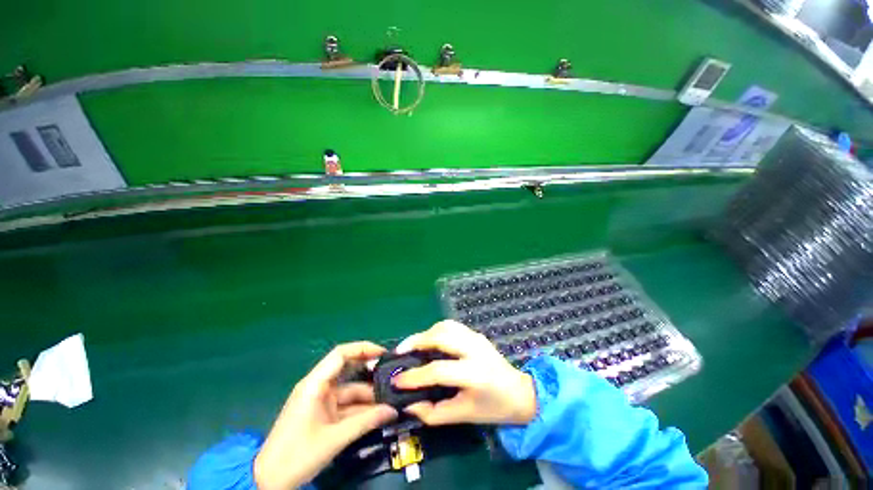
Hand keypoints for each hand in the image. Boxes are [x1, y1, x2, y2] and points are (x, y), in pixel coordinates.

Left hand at [254, 342, 397, 489]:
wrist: (269, 482)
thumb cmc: (297, 456)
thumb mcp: (334, 439)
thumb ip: (366, 422)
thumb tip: (393, 410)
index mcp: (315, 384)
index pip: (341, 354)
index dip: (363, 349)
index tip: (382, 353)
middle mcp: (318, 387)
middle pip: (347, 368)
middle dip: (369, 369)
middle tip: (391, 372)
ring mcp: (321, 400)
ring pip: (350, 389)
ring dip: (368, 393)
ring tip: (390, 396)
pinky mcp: (323, 413)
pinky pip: (346, 404)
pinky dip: (361, 407)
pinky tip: (378, 411)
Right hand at [393, 320, 536, 425]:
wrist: (520, 392)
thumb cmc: (492, 408)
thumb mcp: (463, 416)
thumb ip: (433, 413)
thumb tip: (408, 404)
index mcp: (474, 375)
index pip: (438, 371)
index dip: (414, 376)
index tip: (397, 381)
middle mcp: (475, 350)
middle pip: (441, 336)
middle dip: (417, 341)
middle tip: (400, 351)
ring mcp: (476, 338)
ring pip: (445, 326)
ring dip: (426, 333)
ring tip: (413, 346)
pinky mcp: (476, 334)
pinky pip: (451, 326)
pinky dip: (436, 330)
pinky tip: (430, 341)